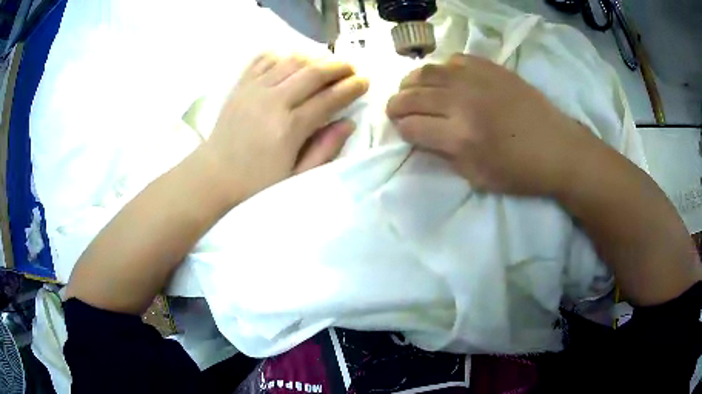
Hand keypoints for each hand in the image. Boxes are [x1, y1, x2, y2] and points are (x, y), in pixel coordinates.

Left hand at [203, 53, 368, 203]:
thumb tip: (348, 123)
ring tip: (327, 63)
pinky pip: (263, 60)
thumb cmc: (256, 184)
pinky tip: (291, 60)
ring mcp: (254, 90)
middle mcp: (273, 101)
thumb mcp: (296, 177)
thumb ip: (324, 149)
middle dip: (338, 66)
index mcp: (290, 127)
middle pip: (313, 72)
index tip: (365, 81)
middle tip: (352, 68)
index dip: (351, 87)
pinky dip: (281, 55)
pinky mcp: (240, 86)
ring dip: (314, 57)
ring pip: (291, 61)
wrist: (213, 177)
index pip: (329, 98)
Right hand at [386, 53, 594, 195]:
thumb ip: (445, 156)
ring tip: (412, 89)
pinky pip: (454, 60)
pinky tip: (447, 79)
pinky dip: (443, 69)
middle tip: (397, 110)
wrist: (558, 149)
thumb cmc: (520, 172)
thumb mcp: (477, 178)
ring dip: (412, 82)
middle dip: (396, 104)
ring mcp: (476, 79)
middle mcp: (462, 102)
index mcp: (459, 137)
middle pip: (411, 95)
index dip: (402, 130)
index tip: (405, 132)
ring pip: (427, 72)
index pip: (411, 126)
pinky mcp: (491, 67)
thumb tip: (424, 137)